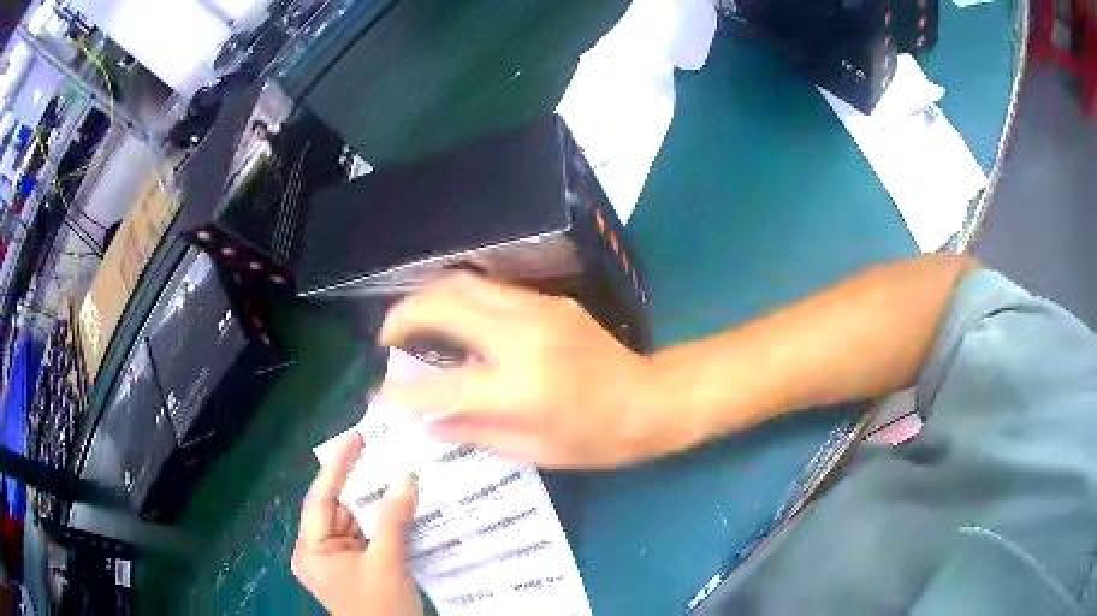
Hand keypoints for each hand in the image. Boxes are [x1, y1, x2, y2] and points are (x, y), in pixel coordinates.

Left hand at [291, 433, 422, 615]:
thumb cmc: (381, 607)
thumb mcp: (387, 563)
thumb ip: (393, 519)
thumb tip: (407, 477)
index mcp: (311, 549)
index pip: (321, 498)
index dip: (338, 465)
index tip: (356, 437)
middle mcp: (318, 551)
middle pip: (338, 508)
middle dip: (361, 485)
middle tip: (384, 453)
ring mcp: (337, 560)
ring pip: (355, 522)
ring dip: (375, 505)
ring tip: (397, 474)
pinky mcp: (356, 567)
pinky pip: (367, 536)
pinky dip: (382, 524)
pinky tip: (400, 506)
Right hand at [378, 274, 690, 468]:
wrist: (650, 399)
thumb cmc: (597, 438)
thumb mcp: (535, 451)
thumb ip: (475, 432)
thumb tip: (428, 422)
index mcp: (520, 389)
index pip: (441, 385)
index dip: (401, 392)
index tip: (376, 396)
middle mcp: (522, 339)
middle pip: (444, 306)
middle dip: (402, 316)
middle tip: (386, 338)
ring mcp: (537, 311)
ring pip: (464, 284)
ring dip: (427, 297)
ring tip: (410, 320)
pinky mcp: (549, 301)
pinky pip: (490, 289)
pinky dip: (459, 296)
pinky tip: (452, 316)